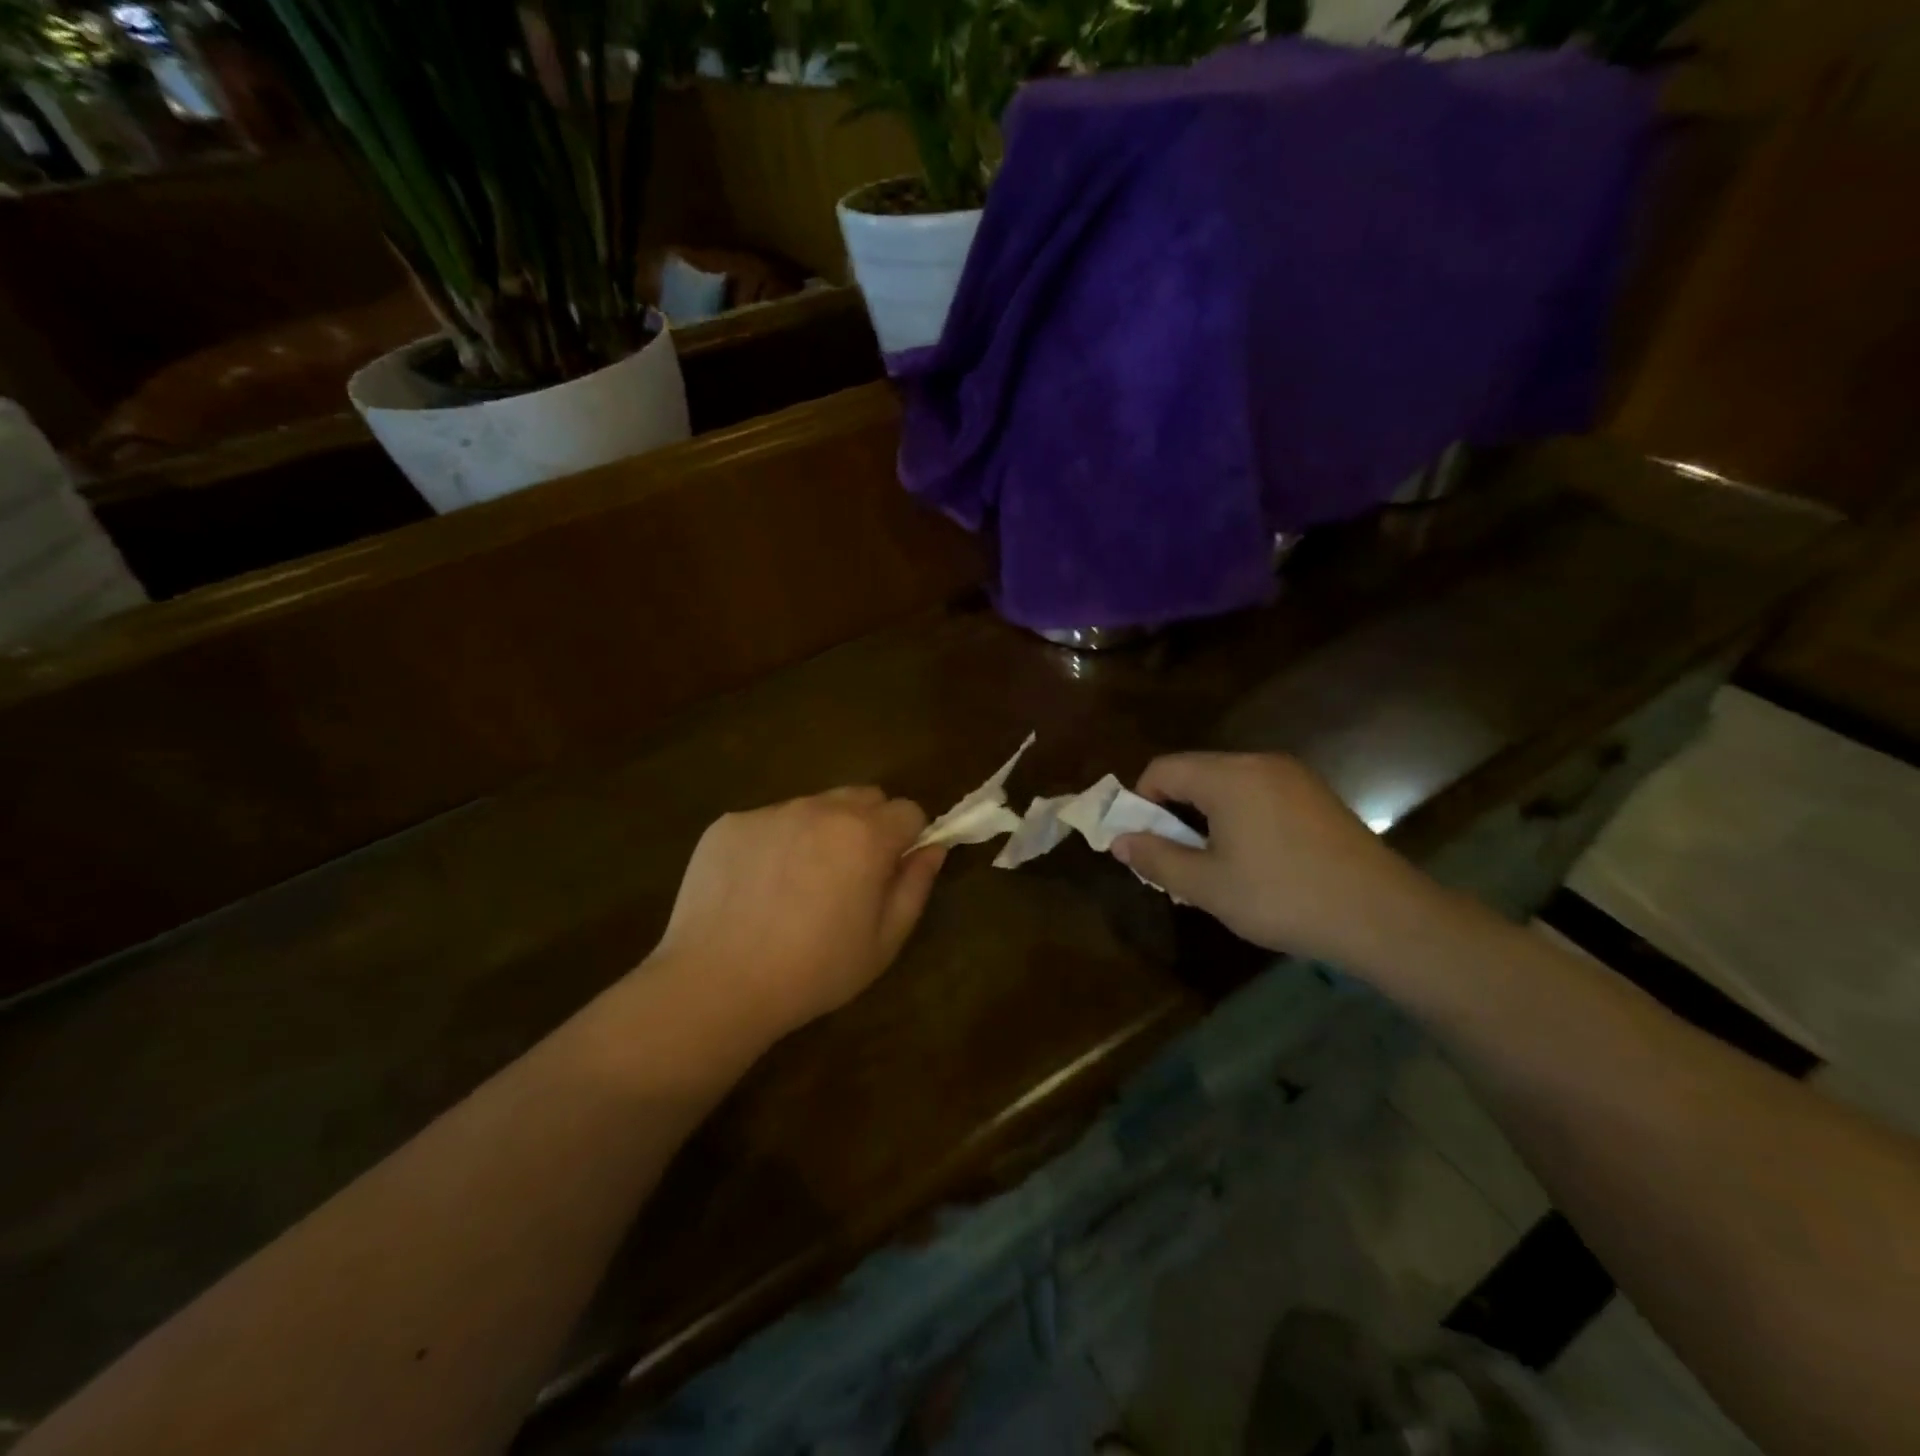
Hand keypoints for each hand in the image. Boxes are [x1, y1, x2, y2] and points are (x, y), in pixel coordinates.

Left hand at [651, 788, 947, 1039]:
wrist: (716, 984)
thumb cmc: (813, 971)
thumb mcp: (883, 942)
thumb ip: (915, 886)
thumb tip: (932, 849)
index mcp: (865, 835)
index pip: (908, 811)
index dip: (908, 839)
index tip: (891, 872)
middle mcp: (820, 808)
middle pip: (863, 797)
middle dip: (868, 826)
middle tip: (849, 876)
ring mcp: (770, 812)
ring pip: (813, 807)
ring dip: (819, 832)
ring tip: (796, 886)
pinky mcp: (729, 824)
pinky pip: (768, 822)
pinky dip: (773, 844)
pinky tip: (755, 890)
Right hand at [1113, 753, 1450, 972]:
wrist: (1383, 916)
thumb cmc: (1283, 897)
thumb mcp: (1208, 886)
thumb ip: (1156, 859)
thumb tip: (1119, 841)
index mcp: (1228, 776)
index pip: (1163, 769)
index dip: (1140, 802)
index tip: (1141, 843)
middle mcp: (1260, 763)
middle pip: (1195, 774)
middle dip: (1173, 813)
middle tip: (1173, 862)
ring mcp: (1293, 777)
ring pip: (1228, 786)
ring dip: (1205, 819)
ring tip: (1211, 867)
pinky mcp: (1316, 797)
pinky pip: (1259, 795)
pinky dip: (1239, 818)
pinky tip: (1253, 862)